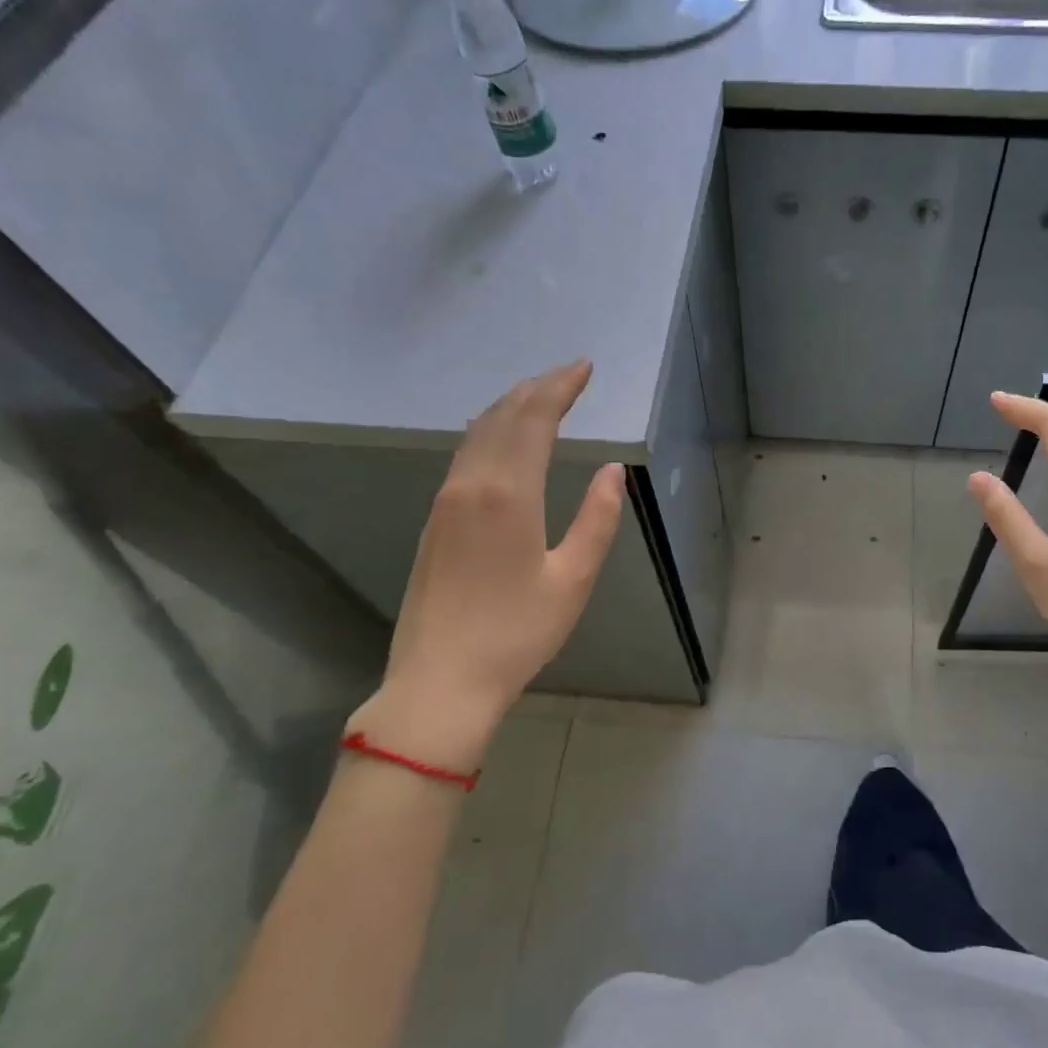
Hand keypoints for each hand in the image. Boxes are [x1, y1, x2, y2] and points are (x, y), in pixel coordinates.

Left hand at [345, 361, 623, 767]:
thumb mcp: (573, 580)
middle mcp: (470, 485)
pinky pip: (465, 456)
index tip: (585, 367)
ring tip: (541, 397)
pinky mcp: (434, 521)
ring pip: (478, 434)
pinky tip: (504, 440)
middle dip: (536, 388)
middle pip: (502, 417)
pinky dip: (491, 433)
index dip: (560, 387)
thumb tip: (613, 472)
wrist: (440, 681)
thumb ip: (598, 520)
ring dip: (511, 407)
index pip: (534, 419)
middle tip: (568, 373)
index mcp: (508, 494)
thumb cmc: (517, 634)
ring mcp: (445, 502)